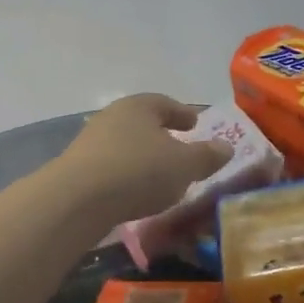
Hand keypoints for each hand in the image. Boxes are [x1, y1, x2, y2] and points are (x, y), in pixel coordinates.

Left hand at [56, 94, 232, 226]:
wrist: (78, 199)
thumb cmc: (139, 171)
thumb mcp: (184, 165)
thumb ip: (206, 156)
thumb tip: (226, 146)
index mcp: (139, 106)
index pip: (165, 103)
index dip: (183, 113)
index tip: (195, 124)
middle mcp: (112, 116)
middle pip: (142, 122)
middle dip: (161, 134)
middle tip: (179, 147)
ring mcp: (91, 142)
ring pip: (125, 143)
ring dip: (142, 155)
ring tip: (158, 174)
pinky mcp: (77, 168)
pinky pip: (110, 165)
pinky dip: (126, 173)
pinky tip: (134, 191)